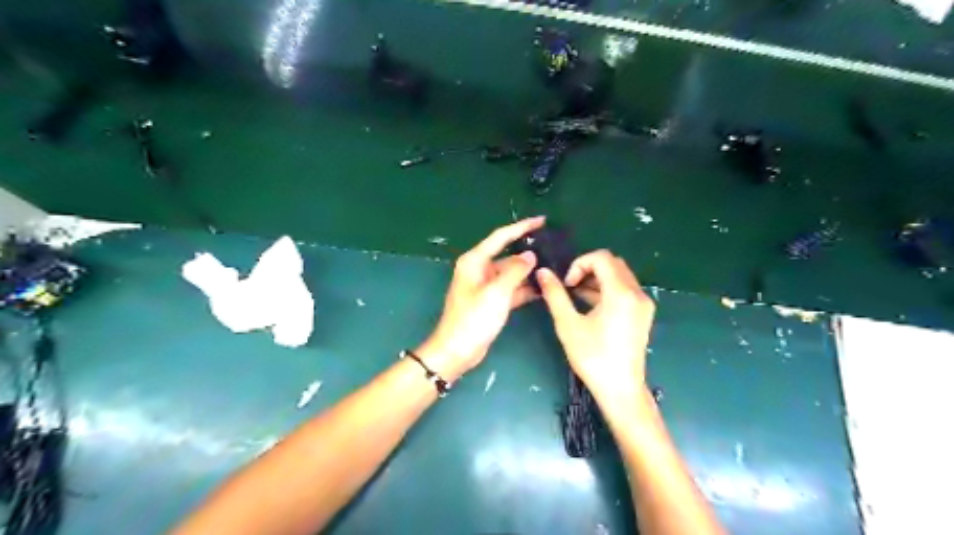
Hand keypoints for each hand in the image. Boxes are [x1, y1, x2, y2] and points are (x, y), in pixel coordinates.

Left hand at [419, 216, 543, 379]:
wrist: (457, 350)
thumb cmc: (473, 319)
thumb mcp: (496, 292)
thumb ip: (515, 271)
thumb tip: (530, 256)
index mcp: (475, 261)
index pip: (501, 236)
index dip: (522, 227)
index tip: (542, 221)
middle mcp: (480, 269)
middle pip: (508, 255)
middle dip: (529, 252)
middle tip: (554, 248)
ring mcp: (486, 286)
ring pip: (511, 273)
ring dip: (529, 272)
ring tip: (554, 268)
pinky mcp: (492, 301)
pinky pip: (511, 289)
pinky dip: (525, 288)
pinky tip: (544, 289)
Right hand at [536, 253, 656, 397]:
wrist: (620, 389)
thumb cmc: (593, 357)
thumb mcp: (568, 324)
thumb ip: (555, 294)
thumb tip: (542, 272)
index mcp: (621, 293)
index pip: (602, 257)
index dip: (580, 263)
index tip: (567, 284)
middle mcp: (637, 293)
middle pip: (613, 264)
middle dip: (588, 269)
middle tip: (570, 287)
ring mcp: (643, 304)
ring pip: (619, 276)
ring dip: (597, 279)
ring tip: (576, 297)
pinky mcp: (643, 314)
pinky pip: (625, 290)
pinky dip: (607, 290)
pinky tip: (590, 306)